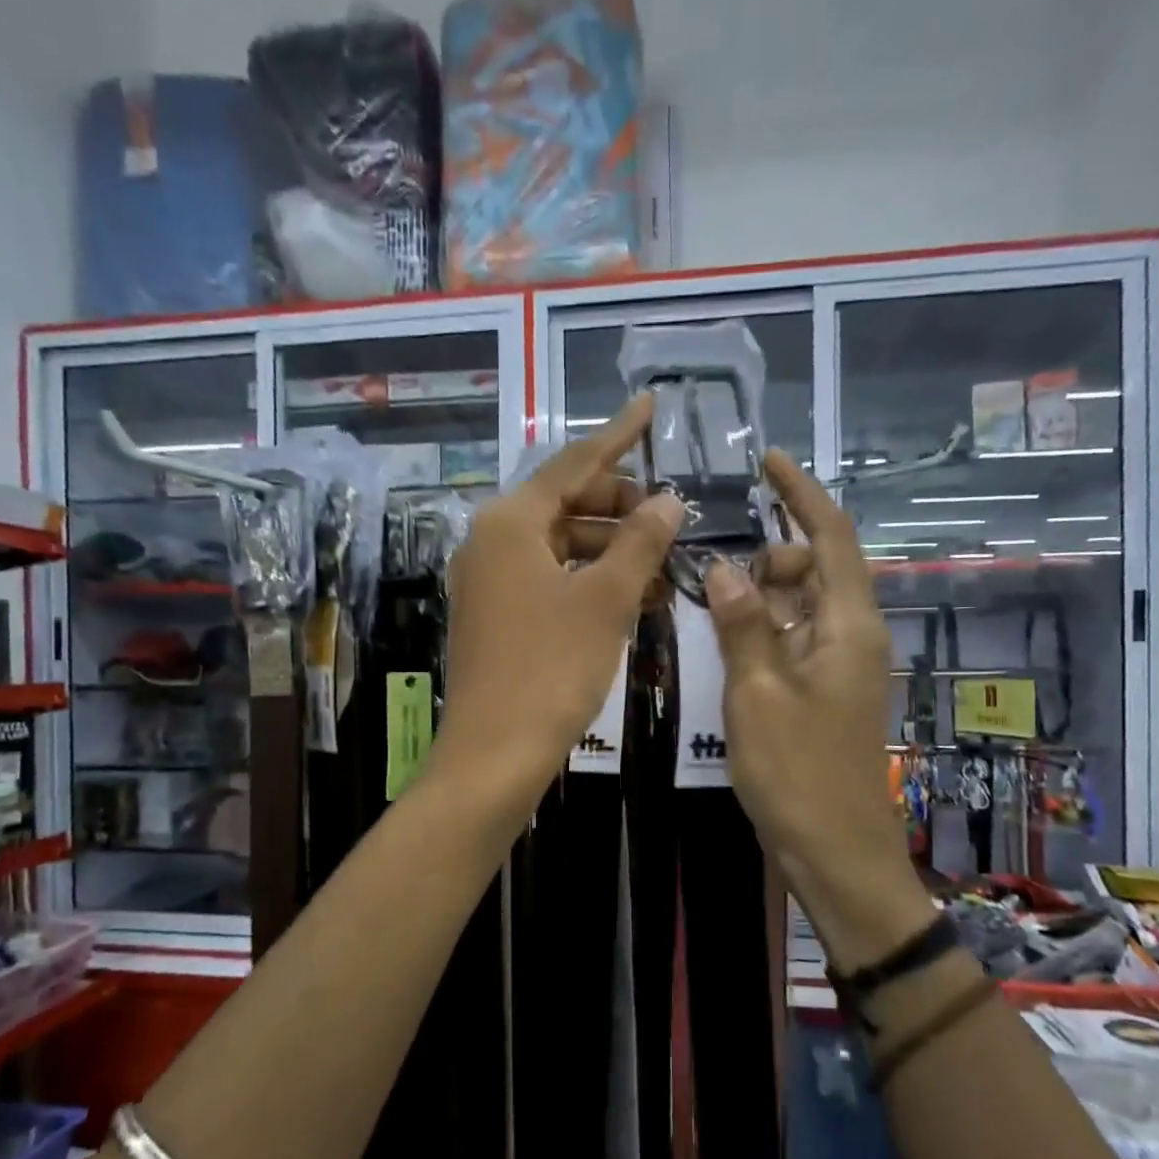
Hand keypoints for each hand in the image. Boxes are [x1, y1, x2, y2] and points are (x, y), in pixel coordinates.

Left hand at [434, 395, 681, 808]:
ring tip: (664, 562)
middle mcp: (490, 542)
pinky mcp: (495, 616)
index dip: (618, 435)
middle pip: (564, 502)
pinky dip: (590, 580)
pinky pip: (549, 580)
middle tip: (669, 514)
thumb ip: (639, 542)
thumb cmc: (551, 668)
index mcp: (510, 523)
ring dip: (611, 548)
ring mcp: (489, 581)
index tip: (650, 404)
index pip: (573, 462)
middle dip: (619, 504)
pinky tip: (634, 596)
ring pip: (560, 545)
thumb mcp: (606, 600)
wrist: (494, 754)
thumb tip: (669, 499)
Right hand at [704, 451, 930, 964]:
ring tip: (708, 604)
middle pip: (815, 569)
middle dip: (769, 557)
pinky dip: (761, 630)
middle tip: (713, 574)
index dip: (802, 495)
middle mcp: (852, 637)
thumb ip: (743, 625)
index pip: (832, 538)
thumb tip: (725, 567)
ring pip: (800, 606)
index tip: (770, 462)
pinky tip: (724, 644)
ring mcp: (839, 667)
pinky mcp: (822, 693)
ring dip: (759, 596)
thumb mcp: (758, 694)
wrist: (835, 852)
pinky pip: (792, 640)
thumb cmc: (798, 773)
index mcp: (849, 627)